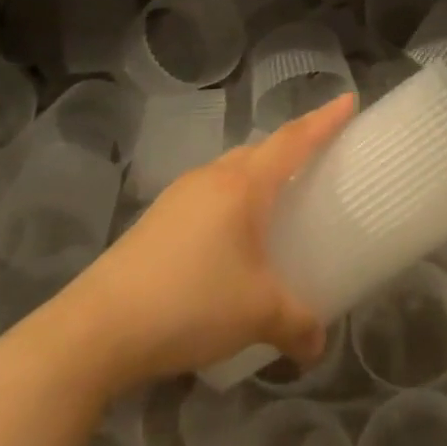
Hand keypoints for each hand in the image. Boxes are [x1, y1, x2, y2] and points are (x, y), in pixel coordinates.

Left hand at [53, 93, 353, 395]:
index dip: (324, 119)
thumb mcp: (257, 314)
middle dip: (290, 148)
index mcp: (242, 185)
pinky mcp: (157, 220)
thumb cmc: (190, 303)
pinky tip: (231, 241)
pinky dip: (232, 202)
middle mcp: (211, 178)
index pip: (293, 140)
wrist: (97, 328)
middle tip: (317, 161)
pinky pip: (209, 195)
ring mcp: (179, 196)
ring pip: (230, 172)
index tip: (348, 99)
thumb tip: (319, 346)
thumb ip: (297, 324)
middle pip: (260, 150)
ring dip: (257, 177)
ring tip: (275, 204)